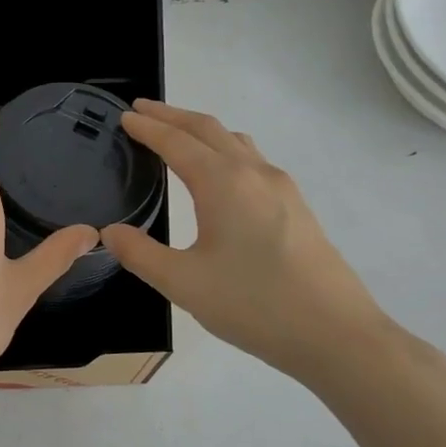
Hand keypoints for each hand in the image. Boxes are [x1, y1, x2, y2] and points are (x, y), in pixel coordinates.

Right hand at [101, 100, 395, 385]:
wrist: (335, 334)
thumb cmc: (253, 304)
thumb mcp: (182, 283)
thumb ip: (140, 254)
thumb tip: (110, 232)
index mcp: (223, 183)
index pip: (177, 142)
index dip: (148, 127)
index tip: (125, 116)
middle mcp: (254, 173)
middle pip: (208, 129)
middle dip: (173, 116)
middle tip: (142, 111)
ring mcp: (281, 188)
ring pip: (235, 142)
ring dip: (201, 130)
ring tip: (176, 135)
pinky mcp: (296, 207)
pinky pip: (252, 160)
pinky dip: (224, 150)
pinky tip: (219, 175)